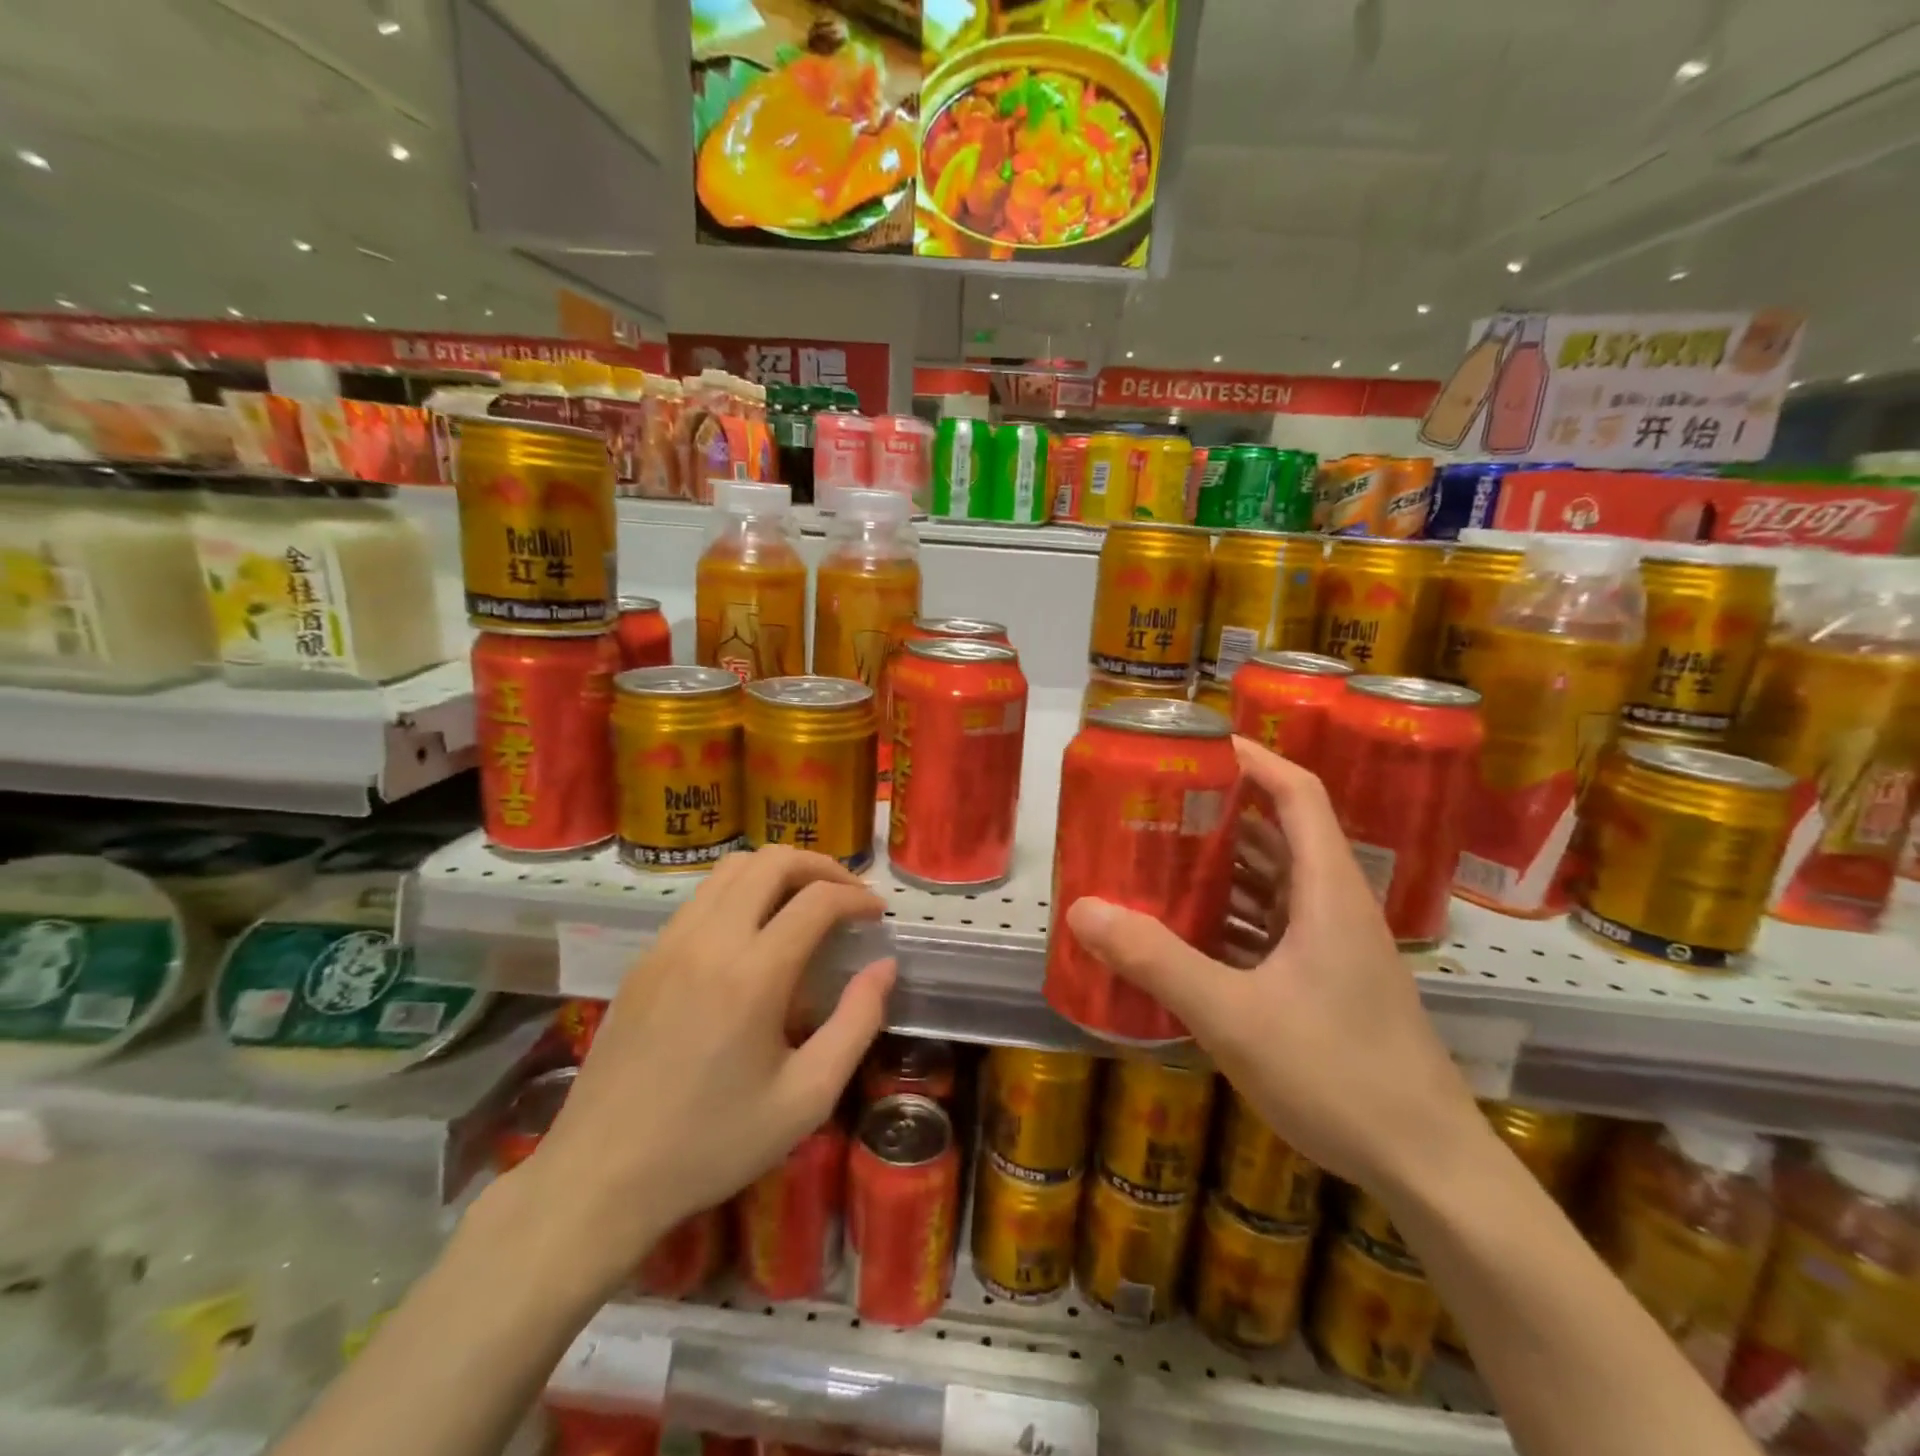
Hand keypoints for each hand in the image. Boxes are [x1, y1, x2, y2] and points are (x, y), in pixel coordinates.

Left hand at [516, 846, 895, 1297]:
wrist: (600, 1176)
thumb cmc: (713, 1143)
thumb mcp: (807, 1098)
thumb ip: (857, 1023)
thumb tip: (884, 966)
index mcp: (753, 974)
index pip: (817, 900)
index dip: (857, 896)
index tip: (877, 913)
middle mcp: (709, 940)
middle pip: (772, 861)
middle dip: (821, 866)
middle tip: (848, 895)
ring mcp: (669, 943)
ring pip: (732, 869)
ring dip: (779, 872)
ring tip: (806, 903)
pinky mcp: (646, 957)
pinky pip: (702, 897)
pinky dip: (742, 892)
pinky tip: (755, 933)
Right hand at [1064, 737, 1477, 1193]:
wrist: (1429, 1168)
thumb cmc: (1338, 1074)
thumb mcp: (1232, 1015)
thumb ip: (1156, 960)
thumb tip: (1082, 910)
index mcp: (1327, 891)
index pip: (1299, 793)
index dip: (1254, 760)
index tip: (1199, 746)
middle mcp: (1336, 907)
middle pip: (1281, 835)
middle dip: (1222, 814)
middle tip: (1158, 807)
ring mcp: (1337, 949)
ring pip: (1277, 885)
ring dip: (1225, 869)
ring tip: (1161, 860)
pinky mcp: (1331, 984)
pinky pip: (1275, 929)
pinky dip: (1234, 919)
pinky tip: (1189, 935)